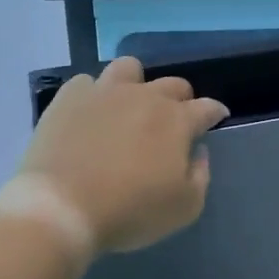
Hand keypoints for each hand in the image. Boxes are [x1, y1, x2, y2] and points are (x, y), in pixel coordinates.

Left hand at [13, 57, 229, 255]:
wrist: (62, 207)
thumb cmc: (130, 211)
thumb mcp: (184, 207)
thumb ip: (200, 175)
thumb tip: (198, 151)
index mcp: (177, 120)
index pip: (207, 107)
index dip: (215, 113)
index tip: (216, 118)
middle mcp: (145, 96)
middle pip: (173, 84)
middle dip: (180, 99)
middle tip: (172, 121)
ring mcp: (105, 91)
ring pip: (129, 67)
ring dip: (136, 83)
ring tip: (128, 105)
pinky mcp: (69, 97)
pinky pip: (87, 82)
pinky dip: (93, 94)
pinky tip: (90, 114)